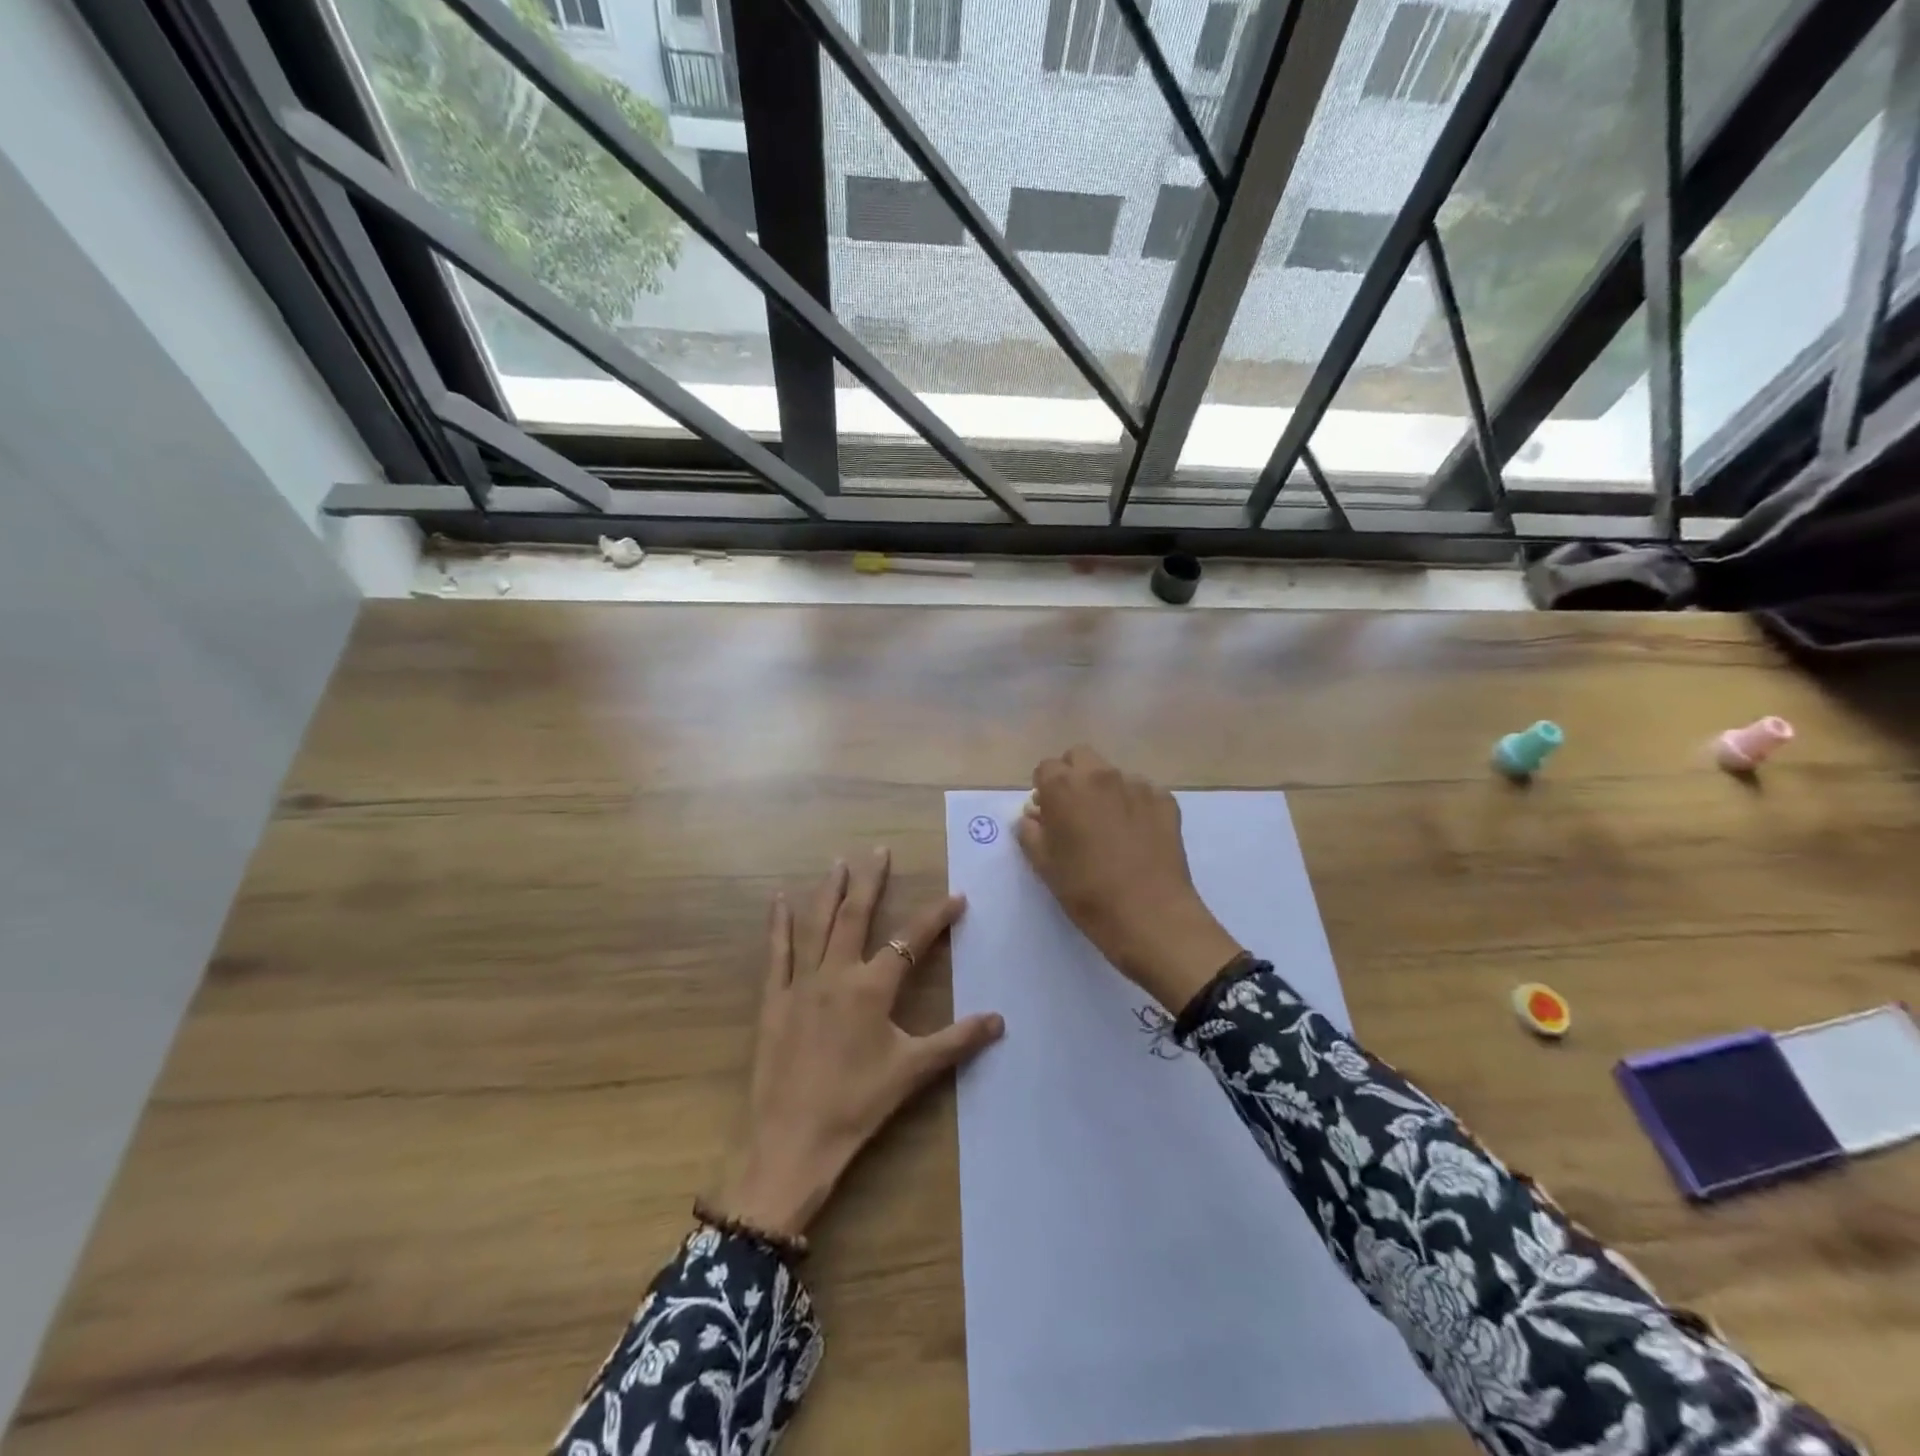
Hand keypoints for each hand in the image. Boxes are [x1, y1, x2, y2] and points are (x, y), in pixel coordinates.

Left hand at [712, 849, 1004, 1239]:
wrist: (792, 1140)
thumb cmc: (857, 1104)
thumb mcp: (912, 1071)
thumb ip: (956, 1041)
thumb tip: (999, 1020)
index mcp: (872, 988)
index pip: (911, 940)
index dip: (936, 916)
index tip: (956, 897)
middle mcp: (837, 974)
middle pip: (856, 916)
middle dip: (871, 881)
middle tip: (879, 851)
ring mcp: (801, 983)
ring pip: (816, 925)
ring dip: (829, 891)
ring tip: (839, 862)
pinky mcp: (774, 1000)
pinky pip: (777, 953)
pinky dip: (779, 925)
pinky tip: (779, 900)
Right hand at [1018, 747, 1242, 1013]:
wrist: (1150, 916)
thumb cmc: (1087, 892)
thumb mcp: (1045, 866)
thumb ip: (1031, 832)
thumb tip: (1033, 816)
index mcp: (1064, 787)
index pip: (1046, 768)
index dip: (1044, 789)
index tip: (1048, 814)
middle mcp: (1101, 775)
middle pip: (1080, 757)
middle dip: (1073, 776)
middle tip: (1075, 812)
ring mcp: (1137, 785)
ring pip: (1113, 775)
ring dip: (1106, 791)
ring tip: (1110, 829)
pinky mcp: (1166, 801)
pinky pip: (1143, 792)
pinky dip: (1135, 806)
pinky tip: (1137, 836)